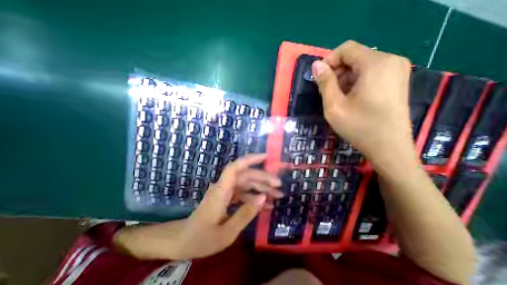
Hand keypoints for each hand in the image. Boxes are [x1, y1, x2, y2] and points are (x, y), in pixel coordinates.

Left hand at [177, 155, 278, 259]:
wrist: (182, 241)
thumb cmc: (202, 239)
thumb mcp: (227, 233)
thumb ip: (245, 213)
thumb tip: (263, 197)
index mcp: (221, 191)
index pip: (235, 167)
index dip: (250, 159)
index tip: (266, 157)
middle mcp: (224, 187)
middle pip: (245, 176)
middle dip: (263, 179)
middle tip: (279, 187)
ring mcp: (225, 191)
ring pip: (246, 184)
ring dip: (261, 188)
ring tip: (277, 196)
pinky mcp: (227, 197)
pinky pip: (243, 193)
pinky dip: (254, 197)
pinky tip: (266, 205)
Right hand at [314, 41, 415, 171]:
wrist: (389, 147)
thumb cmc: (359, 127)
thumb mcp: (334, 106)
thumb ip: (324, 83)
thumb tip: (316, 65)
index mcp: (375, 64)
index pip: (346, 49)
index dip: (328, 61)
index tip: (319, 79)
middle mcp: (390, 60)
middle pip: (354, 57)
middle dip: (336, 72)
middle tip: (327, 92)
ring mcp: (397, 70)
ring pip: (361, 66)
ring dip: (345, 79)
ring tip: (338, 98)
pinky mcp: (397, 80)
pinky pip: (370, 73)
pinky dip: (356, 82)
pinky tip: (351, 99)